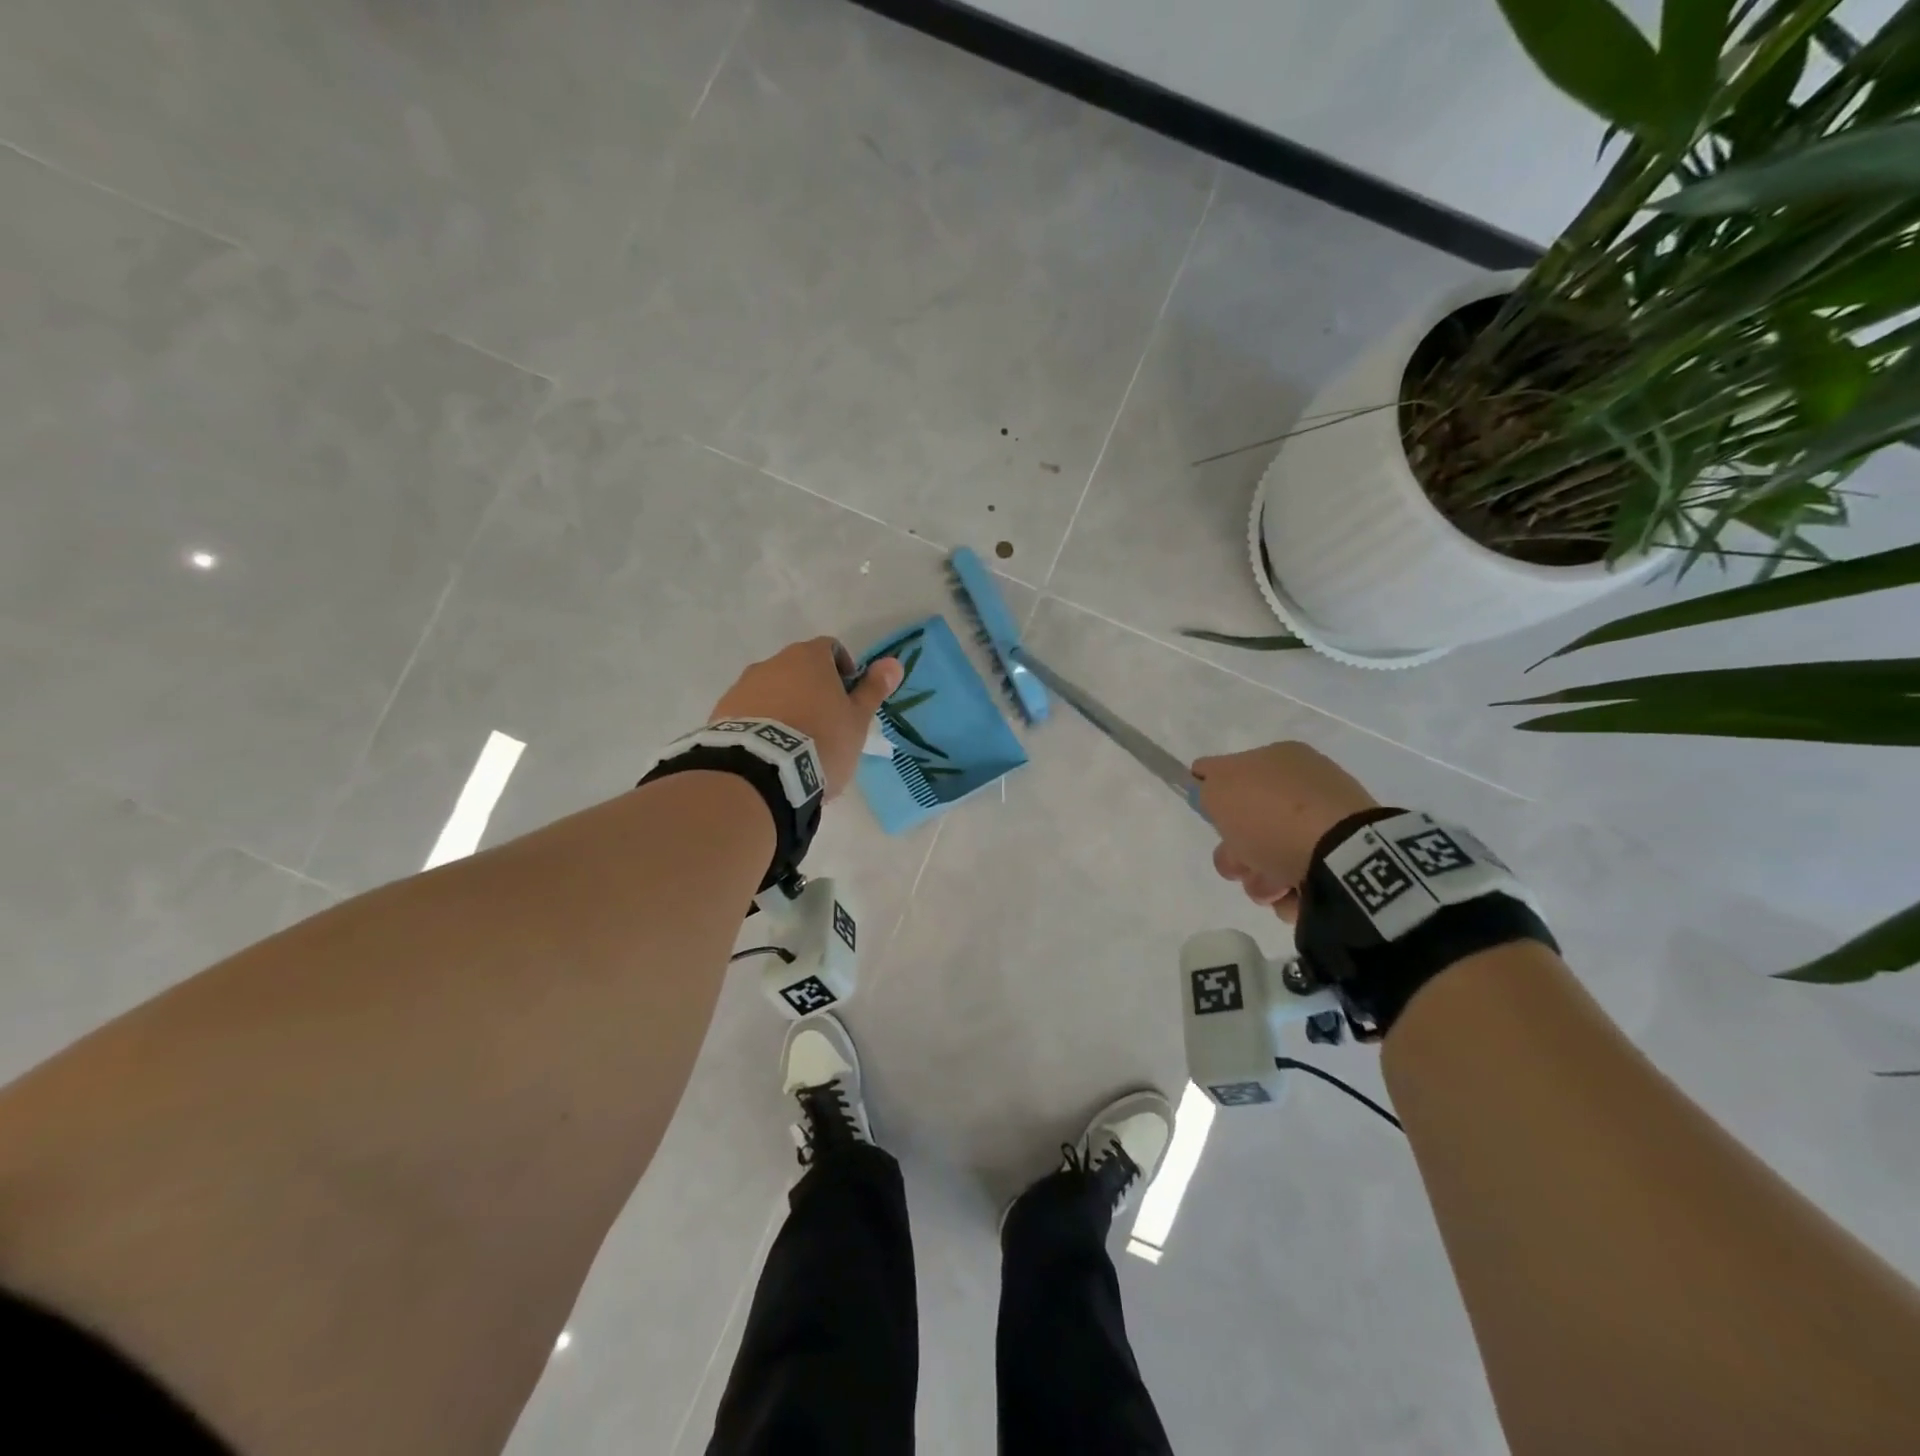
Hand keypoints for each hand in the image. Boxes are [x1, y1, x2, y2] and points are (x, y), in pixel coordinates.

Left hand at [711, 638, 903, 799]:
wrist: (761, 772)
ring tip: (794, 744)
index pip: (830, 648)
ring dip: (785, 706)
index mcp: (808, 658)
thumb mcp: (856, 720)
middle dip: (812, 691)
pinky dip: (761, 724)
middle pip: (798, 669)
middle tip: (824, 725)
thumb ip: (873, 690)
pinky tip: (770, 753)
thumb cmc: (821, 741)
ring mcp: (743, 686)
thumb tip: (894, 662)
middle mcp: (772, 663)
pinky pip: (749, 712)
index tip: (847, 697)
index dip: (843, 670)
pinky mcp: (722, 712)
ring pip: (772, 690)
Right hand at [1192, 743, 1378, 922]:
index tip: (1215, 821)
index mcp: (1280, 759)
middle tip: (1241, 862)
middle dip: (1237, 852)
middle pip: (1249, 824)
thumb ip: (1207, 784)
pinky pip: (1301, 879)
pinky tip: (1295, 893)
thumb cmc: (1272, 815)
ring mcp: (1327, 824)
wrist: (1340, 856)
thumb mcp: (1219, 788)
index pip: (1233, 774)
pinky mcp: (1344, 861)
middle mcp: (1305, 787)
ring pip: (1270, 856)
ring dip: (1260, 878)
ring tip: (1274, 886)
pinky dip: (1291, 891)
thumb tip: (1207, 785)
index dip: (1216, 799)